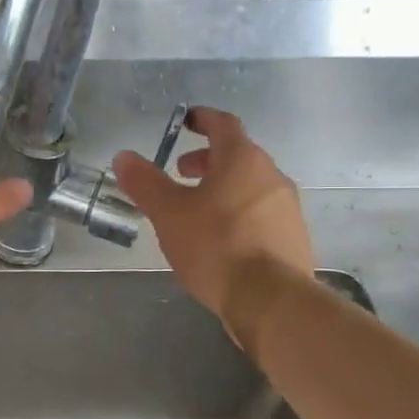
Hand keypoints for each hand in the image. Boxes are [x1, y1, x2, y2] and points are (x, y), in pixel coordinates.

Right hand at [112, 106, 313, 318]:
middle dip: (207, 160)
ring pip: (250, 186)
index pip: (223, 124)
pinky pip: (260, 213)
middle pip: (238, 156)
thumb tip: (124, 157)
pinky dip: (238, 213)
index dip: (202, 119)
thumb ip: (145, 183)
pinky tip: (220, 240)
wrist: (271, 300)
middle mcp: (271, 176)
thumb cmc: (215, 246)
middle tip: (180, 173)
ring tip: (195, 210)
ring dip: (222, 188)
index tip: (185, 121)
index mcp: (242, 160)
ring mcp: (287, 208)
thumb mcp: (169, 213)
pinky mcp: (293, 238)